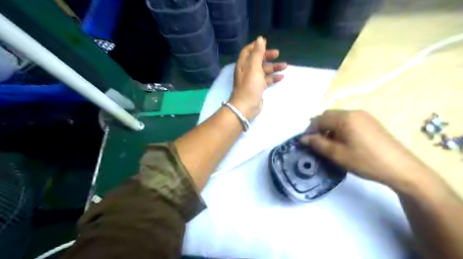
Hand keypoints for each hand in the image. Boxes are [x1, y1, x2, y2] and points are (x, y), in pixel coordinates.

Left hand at [230, 37, 287, 120]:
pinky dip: (273, 77)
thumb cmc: (249, 84)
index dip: (256, 46)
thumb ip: (257, 52)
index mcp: (243, 64)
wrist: (246, 105)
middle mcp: (247, 70)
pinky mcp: (258, 88)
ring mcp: (253, 80)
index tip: (267, 43)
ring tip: (285, 66)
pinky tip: (281, 77)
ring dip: (273, 67)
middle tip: (277, 53)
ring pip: (264, 70)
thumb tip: (260, 38)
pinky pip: (266, 80)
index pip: (248, 51)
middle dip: (267, 56)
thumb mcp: (254, 66)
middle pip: (257, 59)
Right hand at [300, 111, 429, 188]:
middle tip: (317, 143)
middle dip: (319, 128)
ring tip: (330, 144)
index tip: (306, 143)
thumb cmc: (365, 161)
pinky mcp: (371, 122)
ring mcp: (364, 116)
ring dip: (329, 128)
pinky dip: (340, 128)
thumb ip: (318, 144)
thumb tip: (303, 139)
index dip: (310, 131)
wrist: (401, 168)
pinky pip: (349, 121)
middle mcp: (353, 112)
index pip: (319, 119)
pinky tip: (344, 142)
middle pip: (328, 116)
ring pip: (338, 118)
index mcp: (344, 118)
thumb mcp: (337, 154)